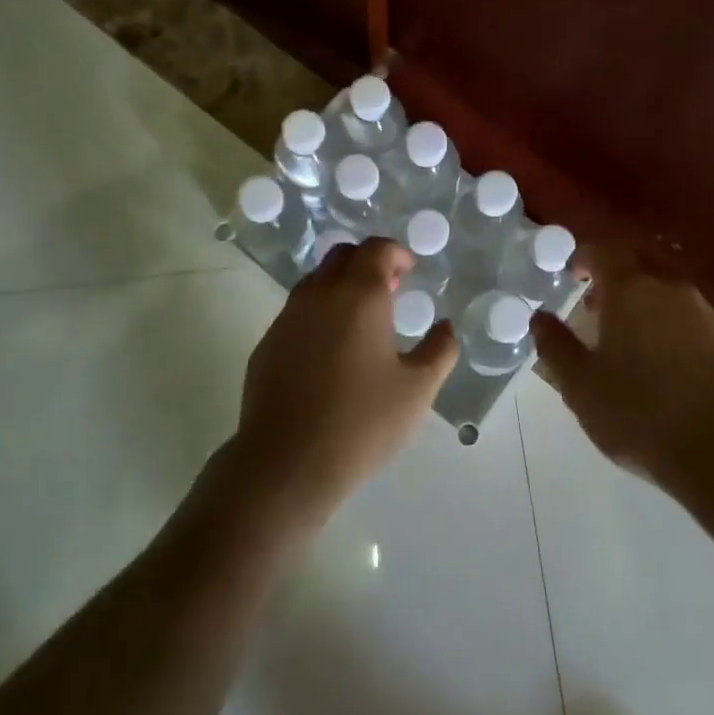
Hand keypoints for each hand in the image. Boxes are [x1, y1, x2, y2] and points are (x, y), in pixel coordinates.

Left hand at [229, 237, 457, 532]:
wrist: (285, 464)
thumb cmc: (361, 423)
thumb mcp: (417, 389)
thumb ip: (439, 350)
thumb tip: (446, 327)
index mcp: (359, 296)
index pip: (376, 249)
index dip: (396, 253)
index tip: (410, 271)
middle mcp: (319, 295)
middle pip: (343, 255)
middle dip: (368, 262)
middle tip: (390, 290)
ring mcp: (287, 318)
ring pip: (316, 281)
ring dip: (341, 285)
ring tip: (361, 322)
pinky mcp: (267, 344)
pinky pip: (297, 311)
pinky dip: (319, 313)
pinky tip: (330, 352)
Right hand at [531, 242, 713, 491]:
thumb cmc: (640, 412)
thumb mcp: (581, 385)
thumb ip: (555, 345)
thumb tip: (539, 317)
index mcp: (631, 289)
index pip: (604, 251)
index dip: (586, 257)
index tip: (574, 274)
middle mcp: (671, 288)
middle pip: (641, 262)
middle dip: (617, 274)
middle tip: (599, 302)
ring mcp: (707, 312)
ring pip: (670, 290)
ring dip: (648, 300)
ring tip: (632, 336)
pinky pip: (694, 317)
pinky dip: (674, 325)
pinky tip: (670, 362)